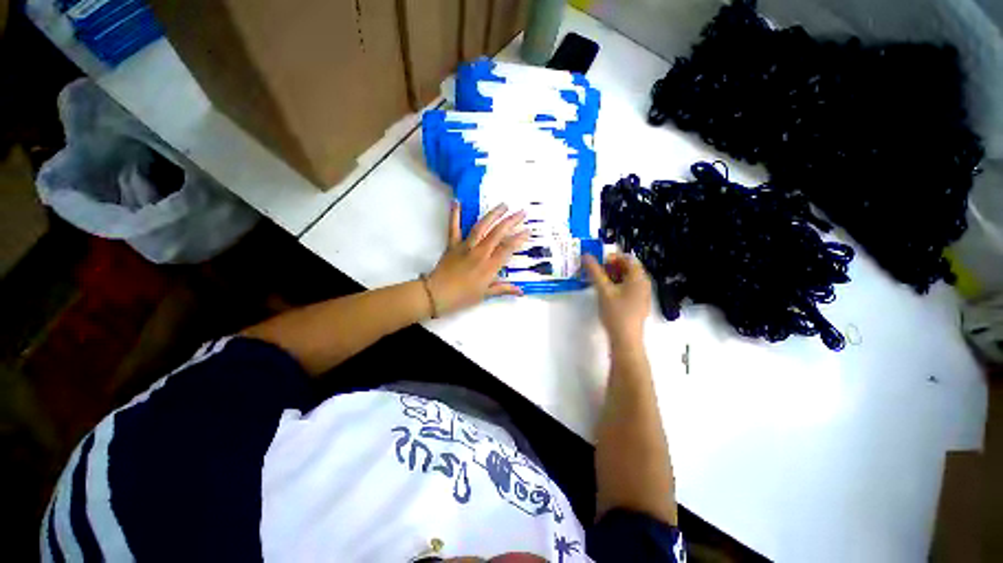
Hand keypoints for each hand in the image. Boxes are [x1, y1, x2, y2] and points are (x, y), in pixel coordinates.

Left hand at [426, 201, 529, 315]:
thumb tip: (521, 291)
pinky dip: (455, 215)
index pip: (508, 248)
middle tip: (522, 212)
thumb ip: (503, 289)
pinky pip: (454, 227)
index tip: (528, 231)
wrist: (437, 295)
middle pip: (498, 233)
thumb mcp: (485, 295)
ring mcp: (466, 246)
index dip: (519, 238)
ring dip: (493, 214)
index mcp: (489, 266)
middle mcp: (480, 253)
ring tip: (503, 205)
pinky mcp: (452, 244)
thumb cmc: (462, 297)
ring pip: (481, 227)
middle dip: (511, 221)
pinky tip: (457, 202)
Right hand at [583, 253, 652, 345]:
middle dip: (611, 267)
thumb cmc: (616, 313)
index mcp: (639, 278)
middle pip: (628, 269)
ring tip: (598, 281)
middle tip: (596, 271)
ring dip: (612, 277)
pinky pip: (627, 289)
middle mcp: (643, 284)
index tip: (599, 262)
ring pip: (627, 280)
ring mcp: (641, 295)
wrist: (626, 340)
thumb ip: (595, 272)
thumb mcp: (603, 290)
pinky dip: (616, 286)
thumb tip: (586, 255)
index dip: (613, 257)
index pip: (628, 259)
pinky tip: (605, 293)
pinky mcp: (637, 305)